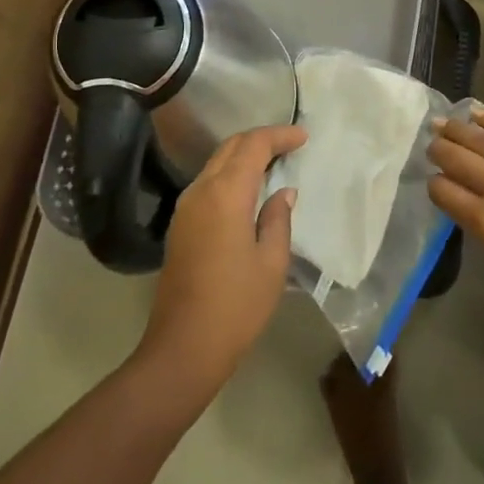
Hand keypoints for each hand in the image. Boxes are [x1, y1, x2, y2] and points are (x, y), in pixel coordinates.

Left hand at [135, 125, 304, 405]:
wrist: (183, 346)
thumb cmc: (237, 306)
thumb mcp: (271, 263)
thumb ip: (277, 219)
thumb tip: (282, 193)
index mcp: (226, 194)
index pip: (253, 146)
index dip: (279, 136)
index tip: (303, 137)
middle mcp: (200, 190)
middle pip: (230, 148)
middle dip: (260, 140)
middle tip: (290, 146)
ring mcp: (185, 207)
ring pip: (216, 163)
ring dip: (244, 156)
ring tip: (274, 164)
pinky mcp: (180, 224)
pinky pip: (208, 183)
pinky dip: (230, 175)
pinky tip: (249, 191)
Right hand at [427, 104, 483, 318]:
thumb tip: (479, 207)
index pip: (445, 193)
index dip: (434, 185)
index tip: (434, 181)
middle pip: (456, 159)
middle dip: (439, 150)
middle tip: (431, 144)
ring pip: (479, 139)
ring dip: (456, 129)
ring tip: (441, 122)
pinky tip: (476, 111)